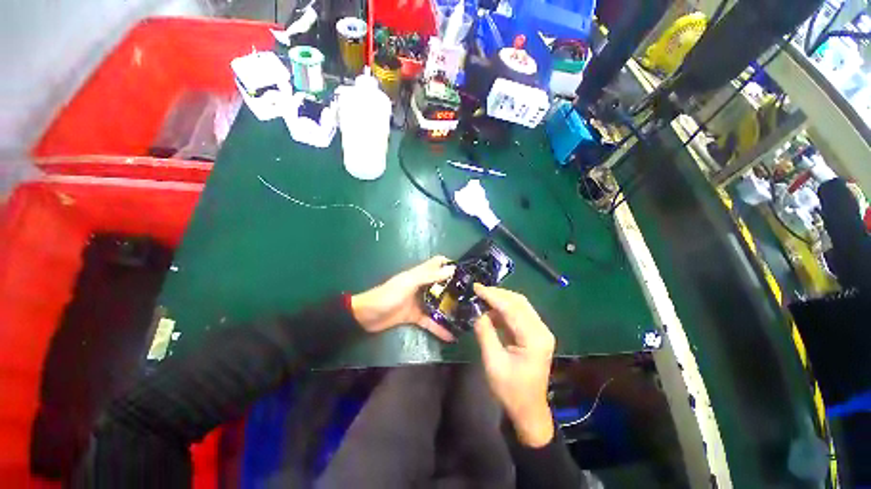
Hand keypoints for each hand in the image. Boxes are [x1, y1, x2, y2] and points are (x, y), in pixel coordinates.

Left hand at [351, 256, 456, 341]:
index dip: (450, 264)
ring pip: (438, 303)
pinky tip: (451, 336)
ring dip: (449, 309)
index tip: (466, 272)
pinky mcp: (415, 316)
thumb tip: (451, 269)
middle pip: (441, 284)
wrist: (366, 316)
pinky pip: (430, 321)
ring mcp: (419, 302)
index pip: (437, 263)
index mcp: (419, 274)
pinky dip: (439, 328)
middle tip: (471, 297)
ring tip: (466, 316)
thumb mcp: (408, 283)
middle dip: (454, 289)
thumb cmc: (388, 295)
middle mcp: (421, 286)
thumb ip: (428, 275)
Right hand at [473, 284, 555, 447]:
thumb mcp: (493, 362)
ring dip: (501, 300)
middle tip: (478, 290)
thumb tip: (477, 312)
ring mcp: (540, 331)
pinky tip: (491, 310)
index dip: (492, 295)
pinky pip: (519, 314)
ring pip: (519, 305)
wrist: (528, 410)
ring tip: (482, 297)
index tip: (476, 287)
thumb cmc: (511, 390)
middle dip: (497, 294)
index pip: (511, 308)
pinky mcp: (534, 334)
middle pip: (519, 302)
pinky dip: (504, 309)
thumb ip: (485, 333)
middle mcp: (541, 330)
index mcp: (534, 337)